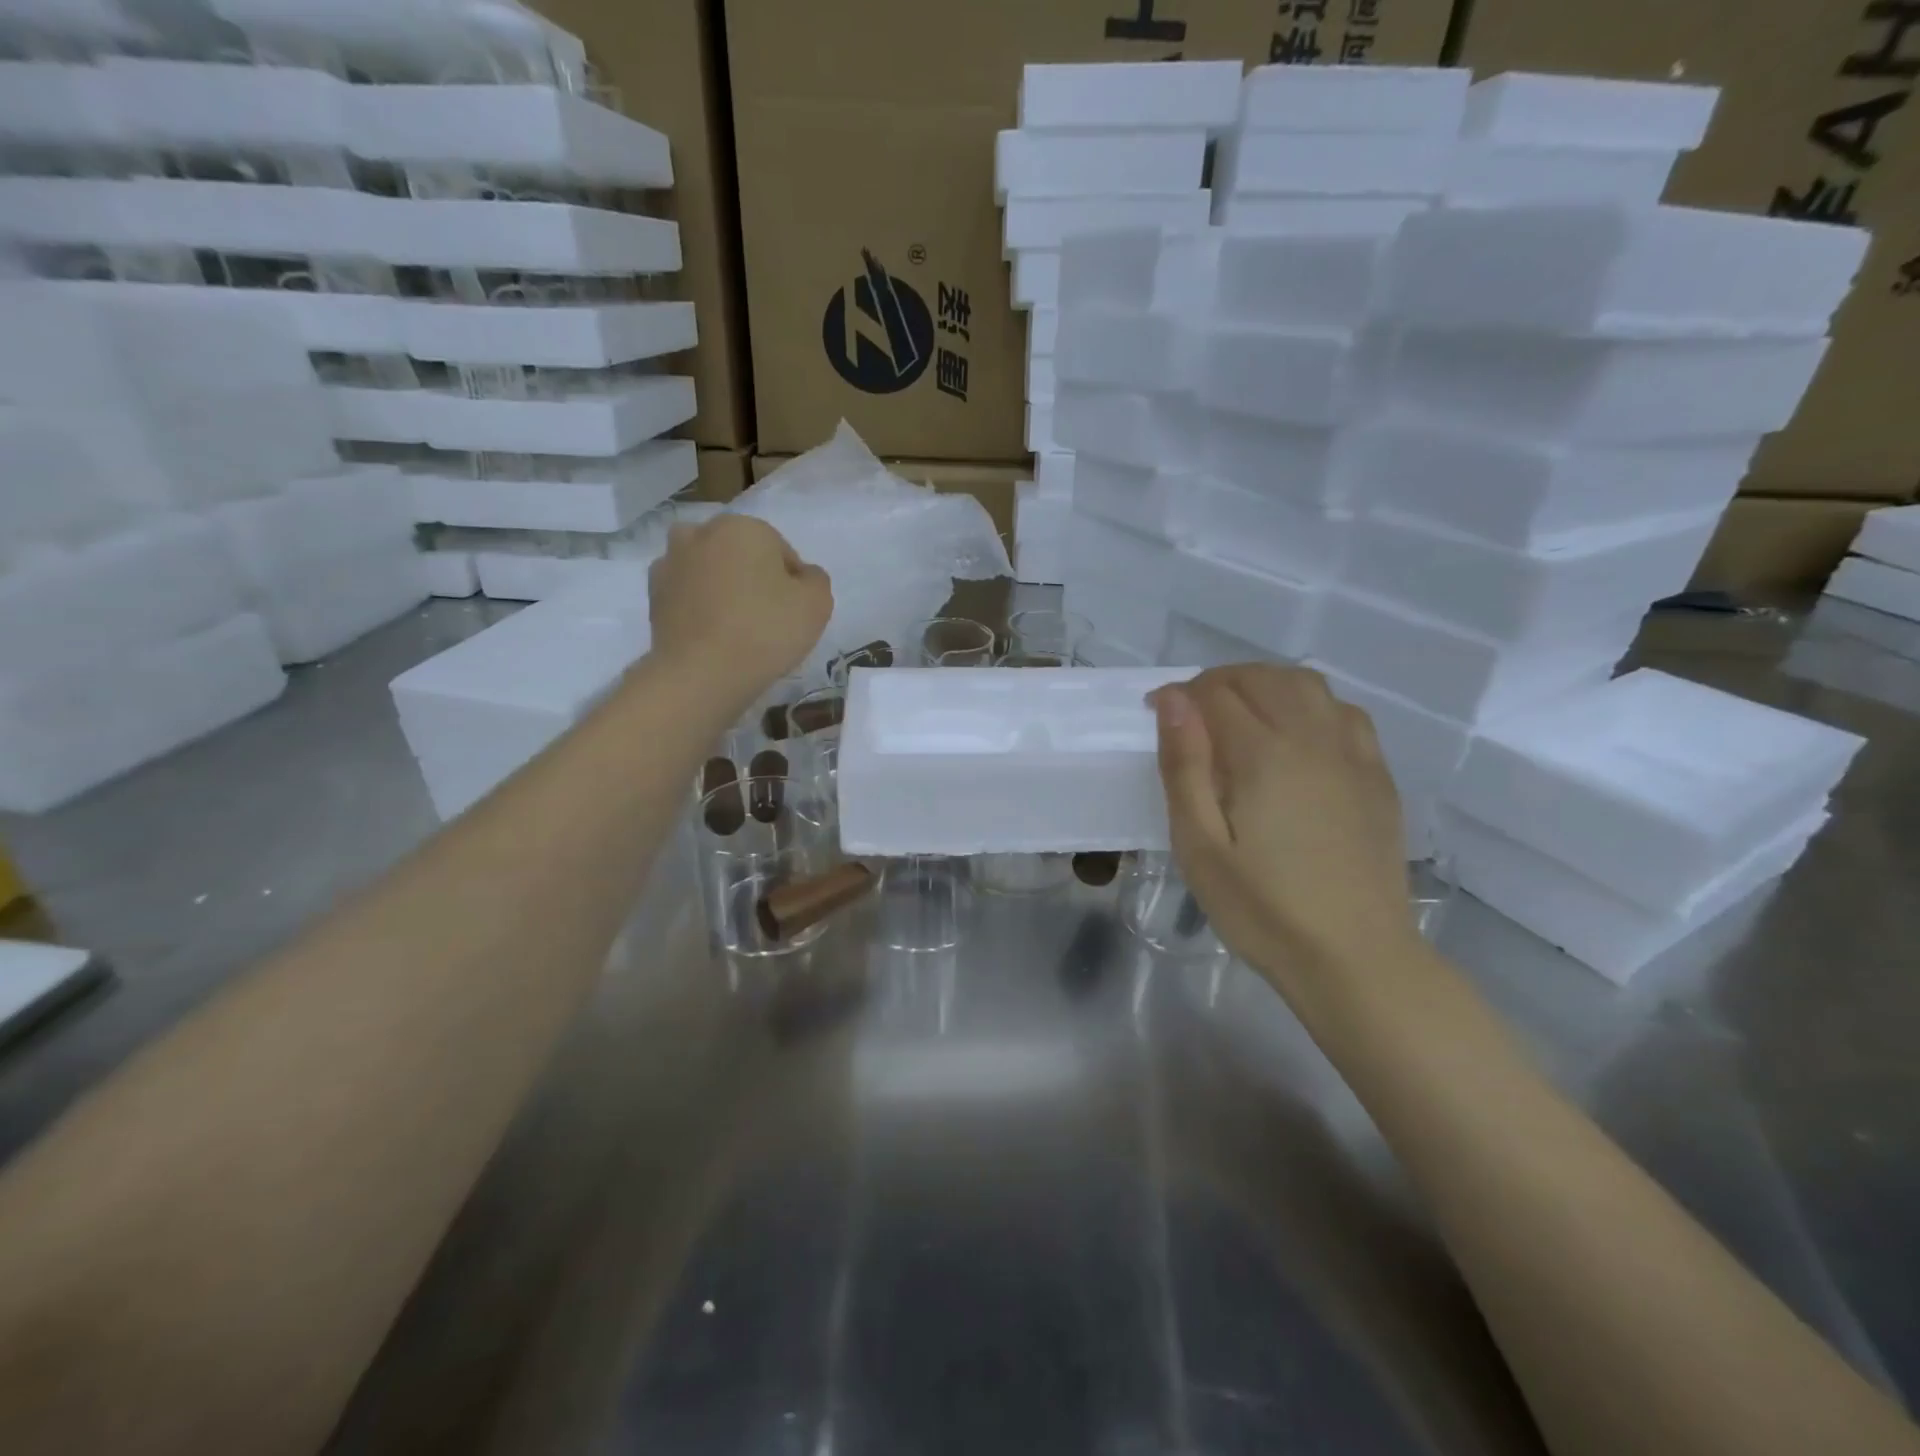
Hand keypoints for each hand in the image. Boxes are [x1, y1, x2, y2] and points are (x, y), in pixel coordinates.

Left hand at [649, 515, 832, 702]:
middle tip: (766, 618)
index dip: (793, 583)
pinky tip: (712, 634)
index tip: (793, 613)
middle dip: (753, 577)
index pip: (781, 551)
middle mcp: (701, 533)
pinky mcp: (653, 595)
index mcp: (743, 527)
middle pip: (741, 554)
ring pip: (709, 570)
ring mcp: (670, 563)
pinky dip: (699, 606)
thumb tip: (802, 575)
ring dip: (722, 587)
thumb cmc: (766, 631)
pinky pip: (687, 593)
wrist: (702, 674)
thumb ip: (816, 580)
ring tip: (735, 626)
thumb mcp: (817, 604)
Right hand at [1150, 665, 1416, 984]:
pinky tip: (1296, 734)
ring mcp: (1353, 755)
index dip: (1178, 696)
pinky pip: (1345, 712)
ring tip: (1239, 714)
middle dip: (1218, 682)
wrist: (1356, 958)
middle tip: (1190, 715)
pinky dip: (1310, 704)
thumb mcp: (1199, 846)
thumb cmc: (1262, 909)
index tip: (1154, 715)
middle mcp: (1312, 738)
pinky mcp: (1377, 776)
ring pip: (1308, 685)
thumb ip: (1184, 767)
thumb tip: (1171, 700)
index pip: (1214, 693)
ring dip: (1265, 684)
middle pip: (1262, 677)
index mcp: (1263, 755)